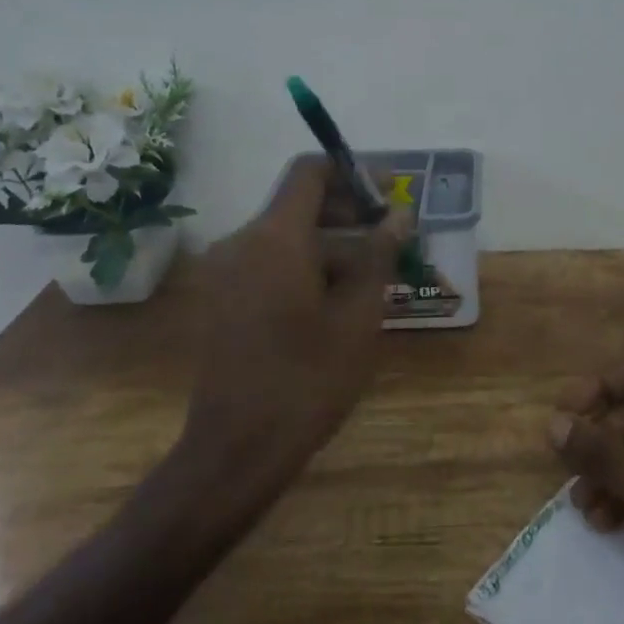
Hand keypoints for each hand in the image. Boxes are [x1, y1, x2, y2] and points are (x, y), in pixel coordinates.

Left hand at [161, 156, 408, 524]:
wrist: (235, 451)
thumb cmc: (307, 378)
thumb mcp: (358, 315)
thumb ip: (379, 254)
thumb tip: (399, 214)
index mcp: (275, 237)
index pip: (310, 171)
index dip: (352, 172)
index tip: (388, 192)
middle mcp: (243, 243)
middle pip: (298, 202)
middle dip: (348, 209)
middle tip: (391, 232)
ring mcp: (228, 273)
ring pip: (286, 235)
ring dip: (331, 241)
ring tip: (374, 271)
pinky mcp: (224, 300)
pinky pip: (270, 262)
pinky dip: (306, 264)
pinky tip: (337, 299)